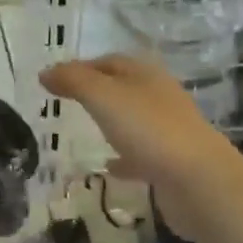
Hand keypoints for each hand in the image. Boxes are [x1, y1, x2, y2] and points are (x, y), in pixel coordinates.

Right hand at [40, 54, 242, 241]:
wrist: (197, 181)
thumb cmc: (148, 129)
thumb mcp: (102, 96)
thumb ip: (73, 81)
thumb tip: (45, 72)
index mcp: (145, 74)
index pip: (109, 61)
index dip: (81, 67)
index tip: (54, 80)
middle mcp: (159, 96)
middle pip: (123, 87)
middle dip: (96, 92)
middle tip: (67, 102)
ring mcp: (168, 130)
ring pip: (132, 120)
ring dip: (111, 122)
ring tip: (83, 131)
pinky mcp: (171, 162)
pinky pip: (140, 154)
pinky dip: (123, 156)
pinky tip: (108, 166)